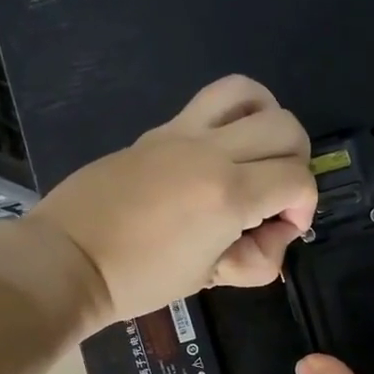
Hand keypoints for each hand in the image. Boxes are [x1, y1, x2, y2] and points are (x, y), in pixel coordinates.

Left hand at [28, 75, 316, 326]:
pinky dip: (236, 113)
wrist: (70, 258)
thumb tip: (275, 233)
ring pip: (252, 94)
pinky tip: (226, 145)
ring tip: (258, 155)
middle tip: (275, 196)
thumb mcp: (209, 278)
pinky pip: (211, 100)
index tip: (281, 231)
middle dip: (297, 163)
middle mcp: (212, 153)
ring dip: (270, 121)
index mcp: (228, 195)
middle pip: (287, 128)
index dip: (304, 208)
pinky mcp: (160, 130)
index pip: (298, 180)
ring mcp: (183, 133)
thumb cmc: (140, 279)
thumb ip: (257, 258)